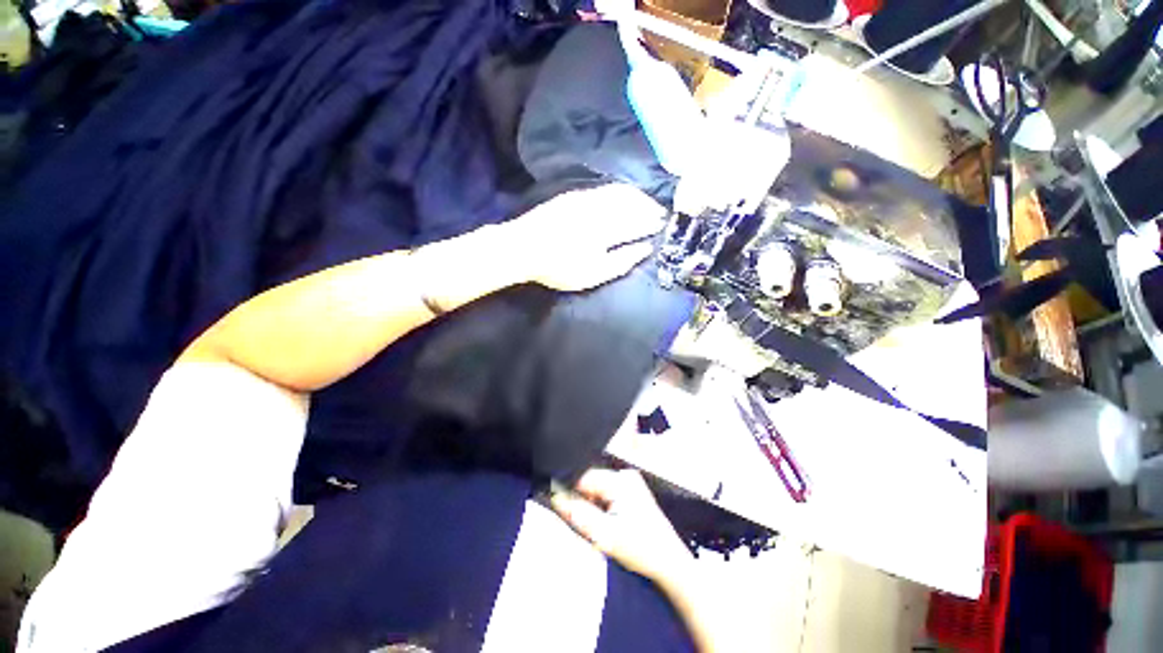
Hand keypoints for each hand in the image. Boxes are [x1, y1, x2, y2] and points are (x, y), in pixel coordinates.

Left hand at [507, 184, 665, 291]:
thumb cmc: (559, 267)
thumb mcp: (593, 274)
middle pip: (632, 203)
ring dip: (637, 196)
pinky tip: (623, 195)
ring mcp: (587, 199)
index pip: (639, 222)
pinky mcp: (575, 195)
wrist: (523, 247)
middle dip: (649, 206)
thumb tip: (646, 248)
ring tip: (646, 203)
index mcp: (609, 229)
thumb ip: (622, 261)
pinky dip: (619, 191)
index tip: (664, 223)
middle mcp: (601, 209)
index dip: (652, 222)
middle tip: (660, 212)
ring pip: (620, 192)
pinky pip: (605, 188)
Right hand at [550, 469, 692, 586]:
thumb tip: (555, 496)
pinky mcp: (632, 492)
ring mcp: (630, 483)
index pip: (584, 476)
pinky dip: (601, 507)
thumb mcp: (604, 534)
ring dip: (591, 504)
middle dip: (582, 500)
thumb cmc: (641, 549)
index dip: (570, 491)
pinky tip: (607, 523)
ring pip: (597, 488)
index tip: (561, 506)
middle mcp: (625, 475)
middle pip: (590, 481)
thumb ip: (577, 513)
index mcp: (620, 480)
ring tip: (599, 525)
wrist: (670, 563)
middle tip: (585, 522)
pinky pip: (607, 493)